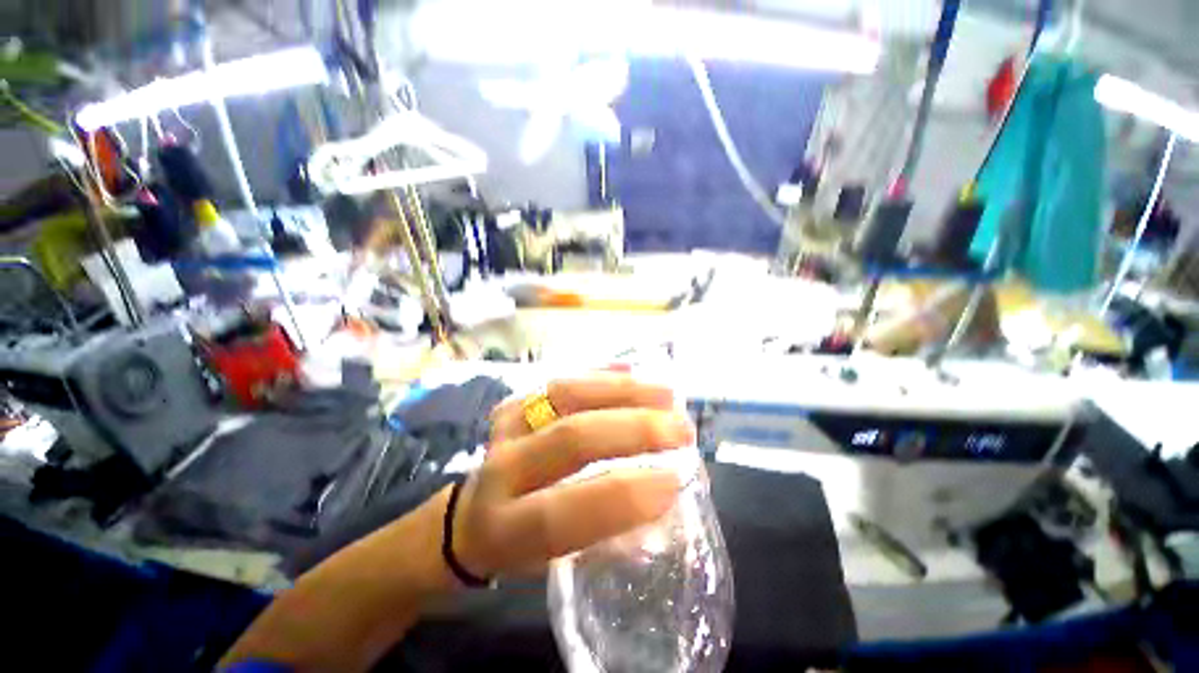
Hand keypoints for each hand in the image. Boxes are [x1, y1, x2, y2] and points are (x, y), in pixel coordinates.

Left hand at [448, 374, 693, 580]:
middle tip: (681, 429)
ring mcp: (505, 426)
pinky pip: (560, 380)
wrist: (469, 515)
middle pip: (570, 437)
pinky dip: (598, 373)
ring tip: (667, 394)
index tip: (675, 479)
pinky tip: (630, 371)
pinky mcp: (513, 402)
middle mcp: (500, 470)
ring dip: (623, 392)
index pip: (562, 512)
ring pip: (566, 394)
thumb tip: (659, 493)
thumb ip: (604, 529)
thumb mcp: (552, 559)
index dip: (622, 496)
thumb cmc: (518, 543)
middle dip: (634, 430)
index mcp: (505, 528)